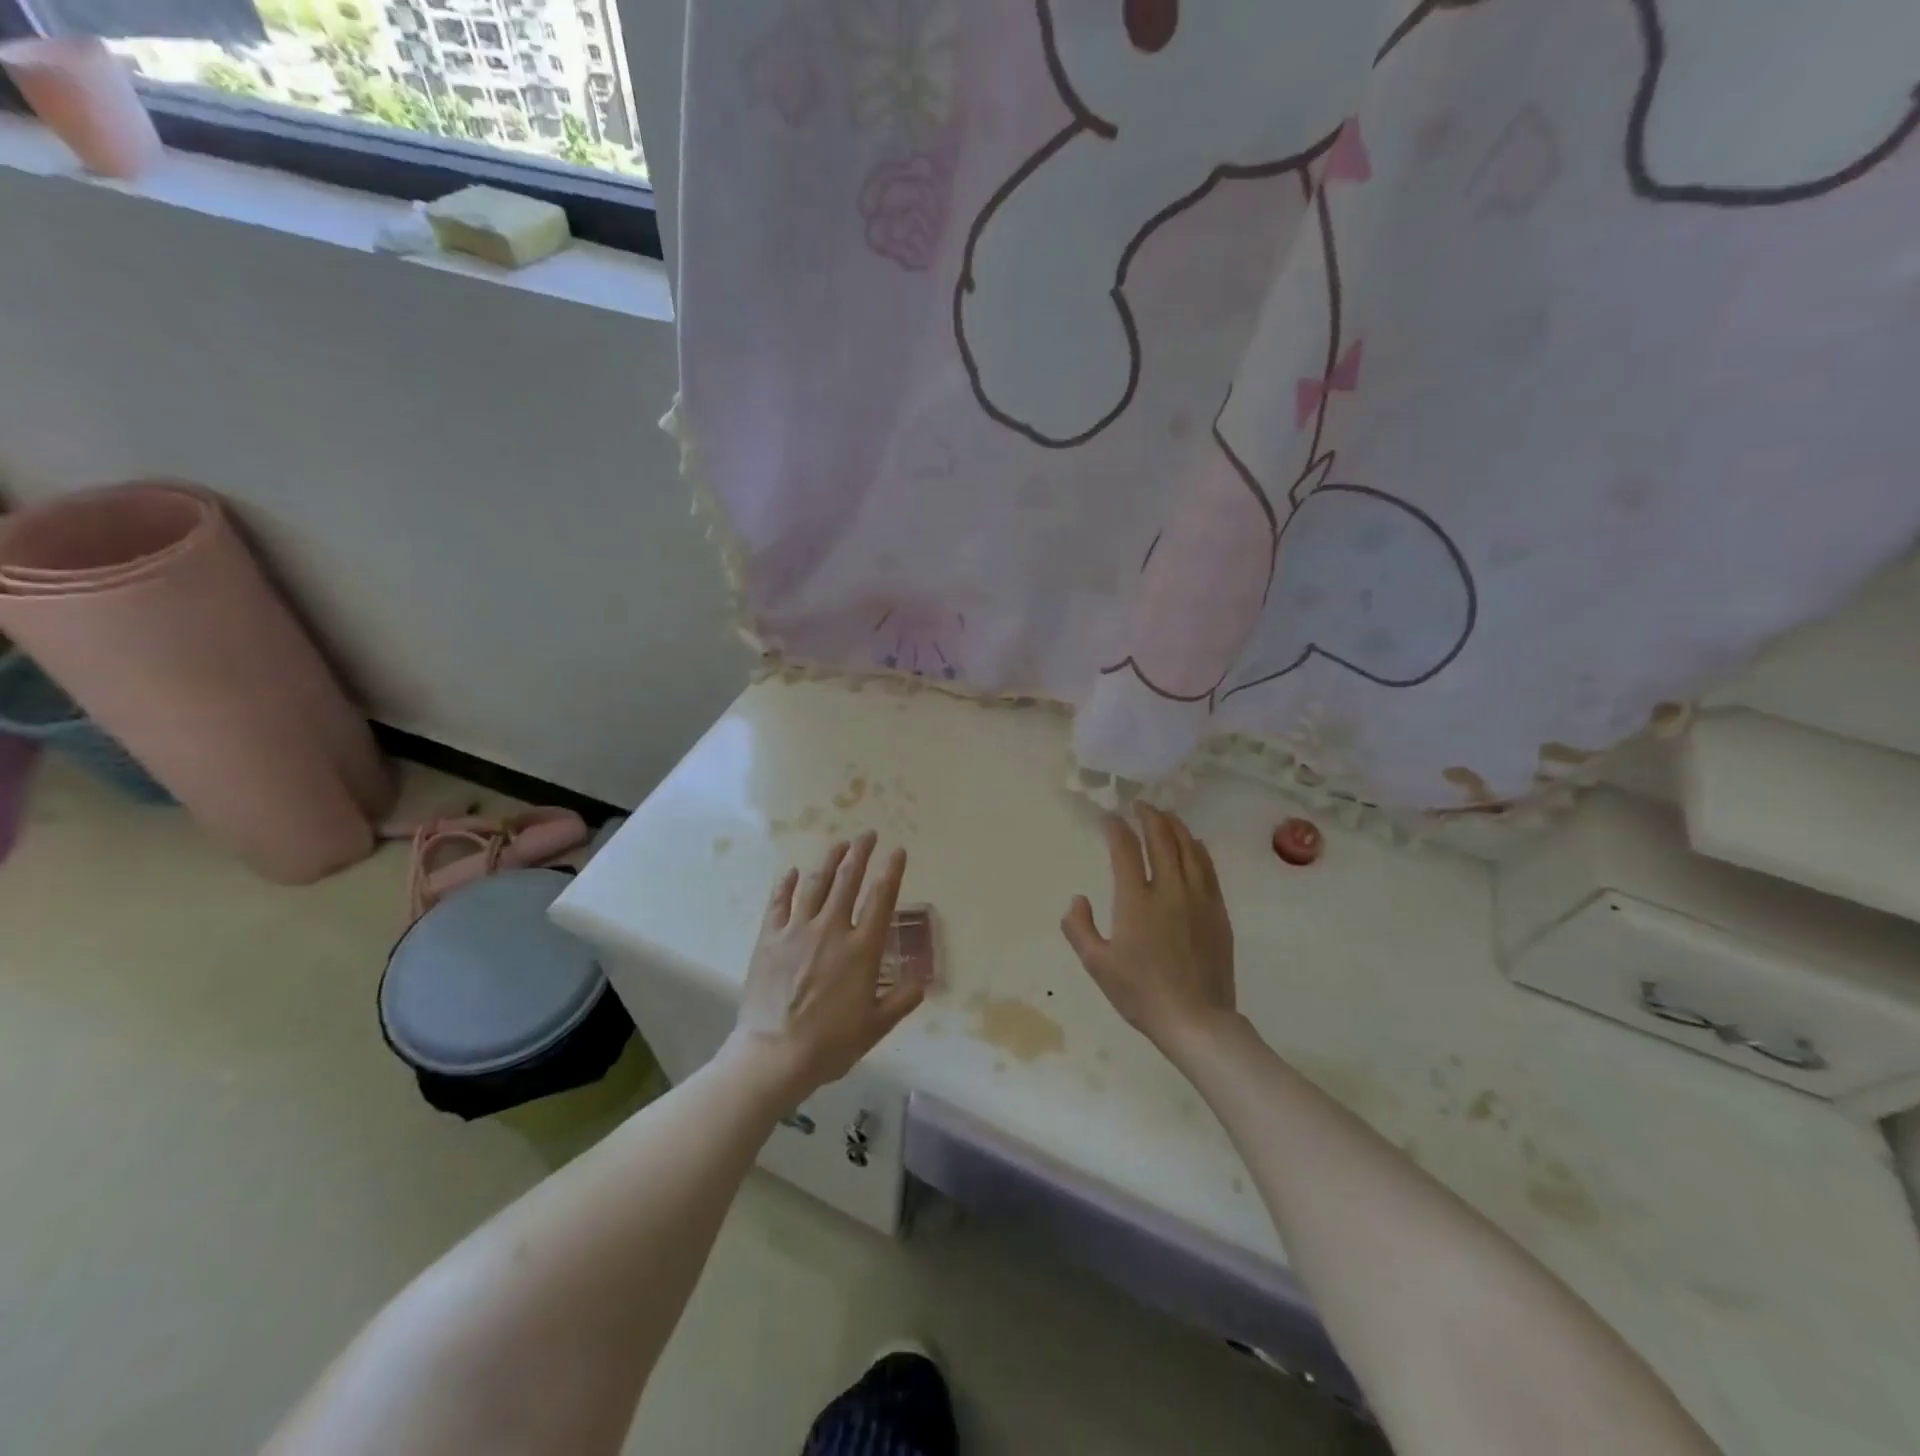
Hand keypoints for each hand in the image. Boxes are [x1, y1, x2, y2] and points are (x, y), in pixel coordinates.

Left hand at [727, 832, 924, 1104]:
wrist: (773, 1054)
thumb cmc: (830, 1044)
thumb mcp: (876, 1026)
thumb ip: (902, 1000)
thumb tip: (922, 982)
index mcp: (862, 949)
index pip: (881, 899)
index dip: (891, 871)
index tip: (898, 851)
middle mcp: (832, 929)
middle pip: (847, 880)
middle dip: (860, 853)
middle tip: (867, 834)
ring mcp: (797, 931)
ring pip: (815, 884)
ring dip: (829, 861)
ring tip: (839, 844)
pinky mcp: (769, 939)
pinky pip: (779, 903)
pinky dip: (787, 885)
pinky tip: (792, 872)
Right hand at [1061, 805, 1236, 1058]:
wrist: (1196, 1020)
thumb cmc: (1141, 994)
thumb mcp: (1097, 965)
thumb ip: (1079, 928)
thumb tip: (1078, 899)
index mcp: (1136, 901)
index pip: (1126, 850)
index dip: (1116, 828)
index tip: (1109, 817)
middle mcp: (1169, 891)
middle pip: (1162, 839)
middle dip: (1149, 816)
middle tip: (1140, 806)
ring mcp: (1198, 899)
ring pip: (1189, 849)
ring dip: (1175, 827)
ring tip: (1166, 816)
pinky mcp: (1218, 912)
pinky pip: (1208, 869)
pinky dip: (1198, 849)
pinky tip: (1194, 845)